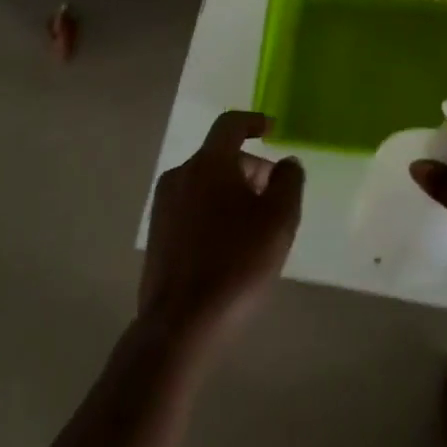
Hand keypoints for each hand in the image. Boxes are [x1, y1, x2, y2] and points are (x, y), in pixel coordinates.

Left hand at [139, 111, 304, 353]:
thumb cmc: (237, 262)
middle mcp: (180, 176)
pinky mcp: (157, 235)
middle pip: (220, 156)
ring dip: (232, 191)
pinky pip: (192, 207)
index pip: (230, 124)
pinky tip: (231, 245)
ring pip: (205, 183)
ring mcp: (163, 206)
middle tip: (274, 195)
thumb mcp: (279, 219)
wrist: (181, 325)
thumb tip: (285, 162)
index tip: (272, 130)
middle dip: (250, 167)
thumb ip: (288, 180)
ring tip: (256, 225)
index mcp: (209, 164)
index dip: (254, 122)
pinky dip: (214, 211)